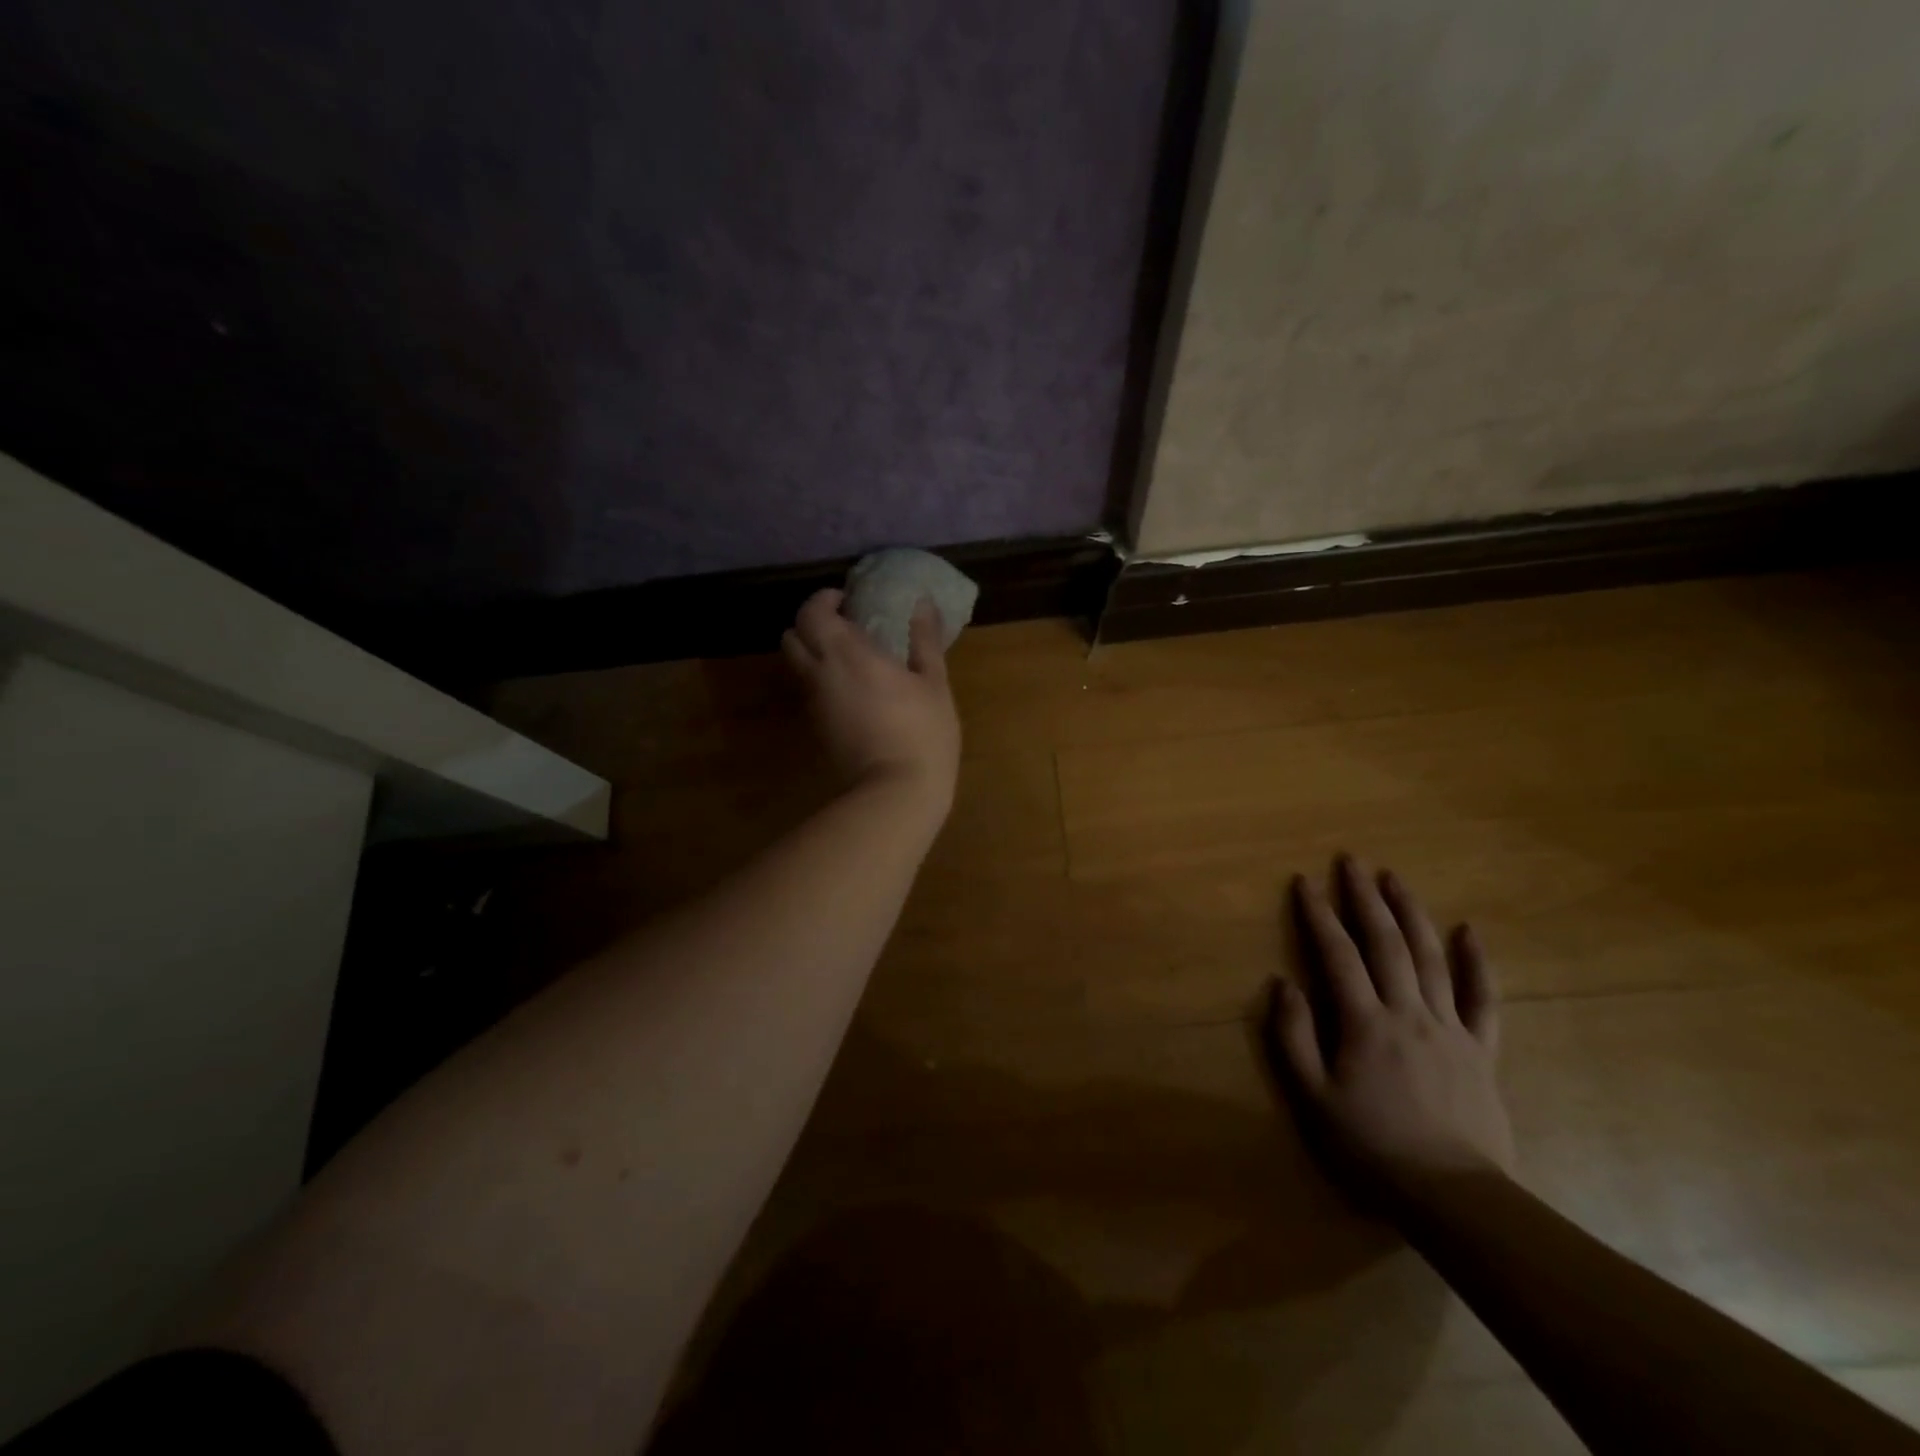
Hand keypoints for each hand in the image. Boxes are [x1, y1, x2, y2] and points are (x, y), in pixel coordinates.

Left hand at [782, 588, 961, 810]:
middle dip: (810, 623)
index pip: (811, 612)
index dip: (824, 599)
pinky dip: (820, 677)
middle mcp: (819, 673)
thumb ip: (924, 639)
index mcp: (845, 653)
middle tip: (843, 624)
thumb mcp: (933, 682)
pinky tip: (852, 687)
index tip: (848, 600)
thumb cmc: (922, 731)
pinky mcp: (816, 727)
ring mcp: (813, 703)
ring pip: (795, 664)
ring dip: (812, 650)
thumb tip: (922, 604)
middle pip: (791, 635)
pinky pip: (808, 689)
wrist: (896, 792)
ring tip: (849, 655)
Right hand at [1264, 855, 1513, 1194]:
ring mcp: (1450, 1028)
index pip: (1337, 954)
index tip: (1304, 880)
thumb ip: (1293, 1036)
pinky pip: (1482, 999)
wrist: (1453, 1197)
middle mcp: (1408, 1012)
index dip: (1318, 914)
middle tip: (1352, 861)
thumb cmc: (1372, 1147)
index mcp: (1364, 1022)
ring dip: (1411, 913)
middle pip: (1386, 943)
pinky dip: (1476, 963)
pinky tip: (1470, 931)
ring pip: (1430, 958)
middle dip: (1365, 898)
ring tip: (1395, 878)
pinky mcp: (1481, 1050)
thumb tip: (1283, 983)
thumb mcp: (1312, 1097)